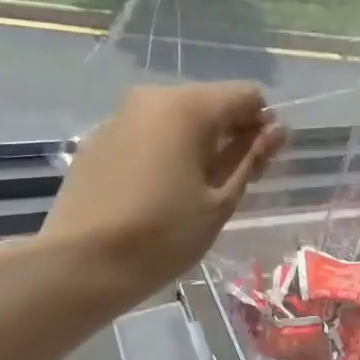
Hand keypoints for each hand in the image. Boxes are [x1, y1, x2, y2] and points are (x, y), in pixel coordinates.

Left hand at [42, 83, 285, 305]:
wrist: (82, 263)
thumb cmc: (163, 235)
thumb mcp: (220, 202)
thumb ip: (251, 159)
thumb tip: (277, 130)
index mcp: (188, 107)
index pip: (246, 96)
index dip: (261, 126)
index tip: (258, 165)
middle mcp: (152, 98)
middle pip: (209, 103)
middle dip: (228, 135)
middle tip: (228, 184)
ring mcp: (119, 116)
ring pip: (175, 118)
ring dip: (194, 144)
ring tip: (191, 191)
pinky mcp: (98, 139)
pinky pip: (145, 134)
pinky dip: (162, 152)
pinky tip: (155, 192)